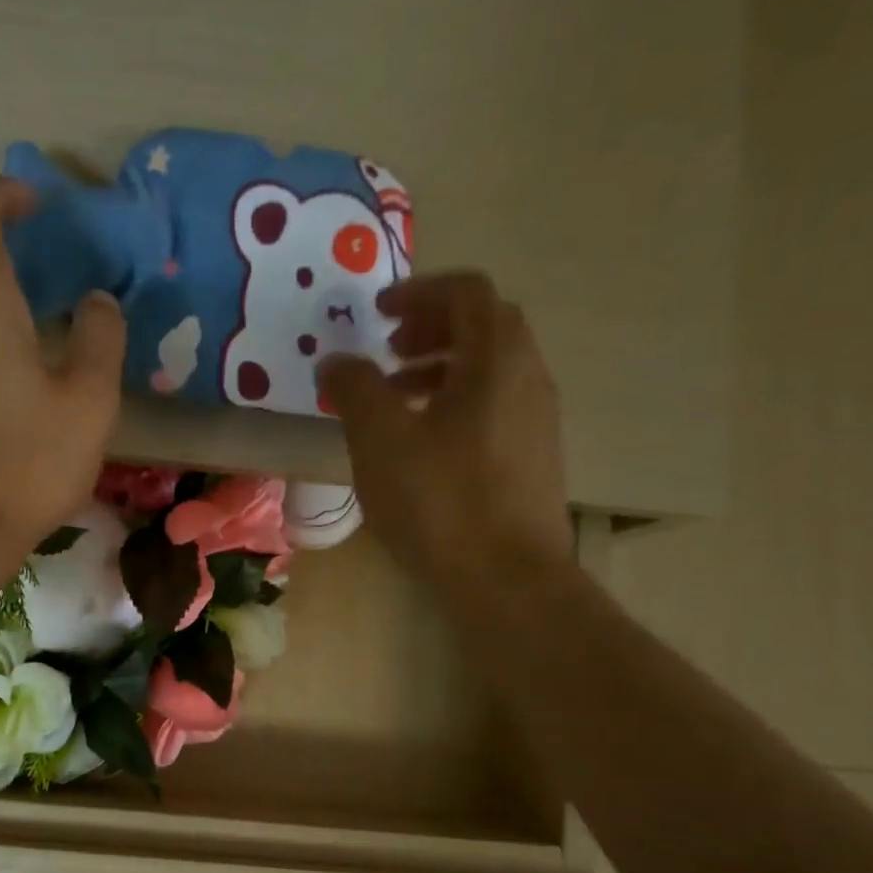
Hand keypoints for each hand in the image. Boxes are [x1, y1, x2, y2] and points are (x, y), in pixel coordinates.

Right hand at [319, 272, 572, 608]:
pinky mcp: (532, 459)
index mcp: (496, 359)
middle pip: (483, 326)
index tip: (377, 314)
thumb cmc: (440, 501)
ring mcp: (536, 420)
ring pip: (489, 370)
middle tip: (386, 352)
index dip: (418, 291)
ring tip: (394, 398)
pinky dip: (454, 403)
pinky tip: (421, 444)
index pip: (466, 292)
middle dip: (430, 328)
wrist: (507, 580)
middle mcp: (528, 377)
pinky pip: (493, 406)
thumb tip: (335, 361)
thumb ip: (354, 389)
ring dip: (440, 368)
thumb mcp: (380, 440)